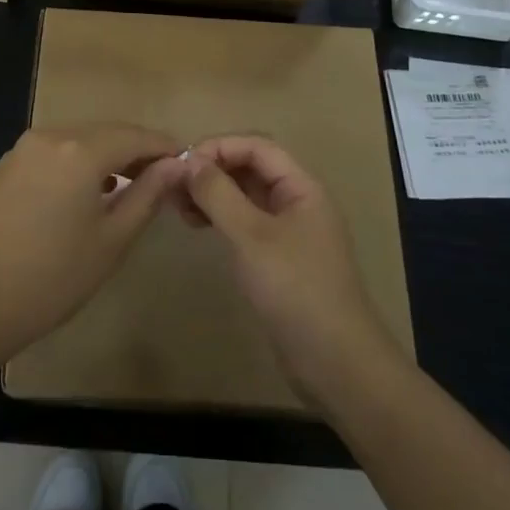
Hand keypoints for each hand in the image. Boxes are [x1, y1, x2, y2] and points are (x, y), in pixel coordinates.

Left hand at [0, 124, 187, 366]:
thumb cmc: (51, 277)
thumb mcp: (111, 240)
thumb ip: (147, 195)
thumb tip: (175, 166)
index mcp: (80, 149)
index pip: (135, 135)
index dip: (164, 148)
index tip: (186, 166)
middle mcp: (50, 135)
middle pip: (106, 133)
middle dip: (136, 151)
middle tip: (162, 180)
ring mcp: (22, 149)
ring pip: (78, 140)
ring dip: (107, 157)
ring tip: (128, 188)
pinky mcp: (5, 167)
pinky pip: (54, 153)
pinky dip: (77, 164)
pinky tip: (85, 193)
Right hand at [184, 135, 400, 403]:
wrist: (335, 362)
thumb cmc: (295, 289)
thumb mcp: (251, 236)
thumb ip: (219, 194)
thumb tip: (189, 160)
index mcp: (301, 187)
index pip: (257, 146)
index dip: (219, 146)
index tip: (182, 163)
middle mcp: (297, 201)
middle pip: (251, 168)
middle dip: (212, 170)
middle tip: (174, 187)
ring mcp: (289, 231)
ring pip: (246, 195)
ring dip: (213, 194)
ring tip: (179, 208)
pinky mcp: (279, 258)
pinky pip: (246, 222)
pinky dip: (221, 218)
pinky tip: (198, 227)